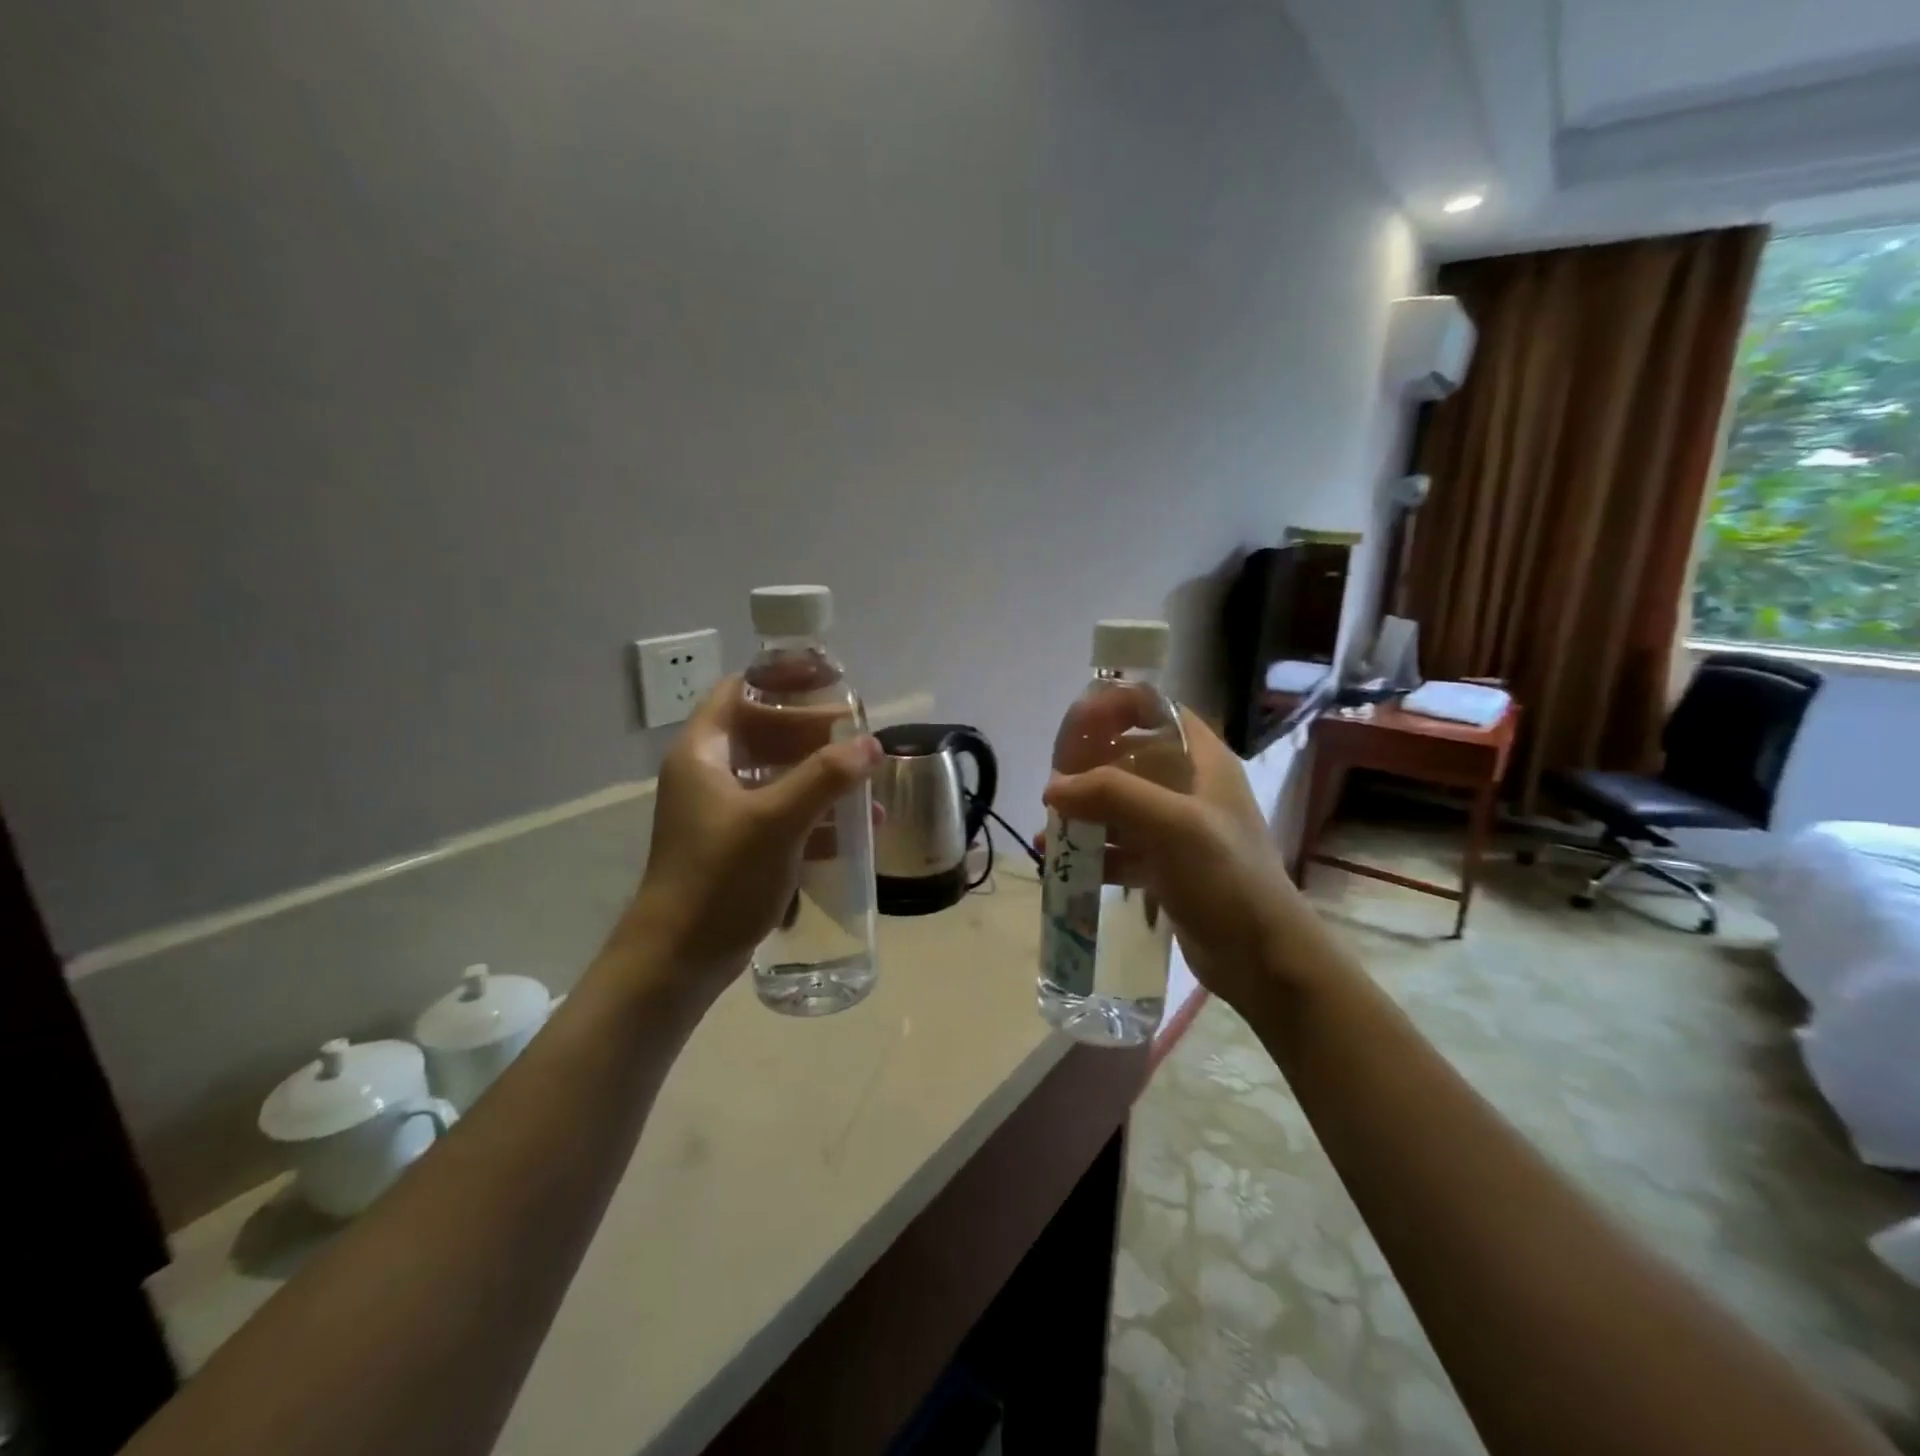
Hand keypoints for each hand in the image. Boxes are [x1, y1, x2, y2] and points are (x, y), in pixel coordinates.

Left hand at [616, 676, 880, 994]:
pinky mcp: (736, 845)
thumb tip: (871, 744)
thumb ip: (825, 777)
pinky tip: (854, 828)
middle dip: (813, 732)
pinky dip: (814, 813)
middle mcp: (709, 773)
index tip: (828, 681)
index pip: (740, 691)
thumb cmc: (720, 878)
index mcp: (704, 752)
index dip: (782, 679)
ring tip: (865, 782)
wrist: (678, 959)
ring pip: (777, 775)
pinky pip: (780, 813)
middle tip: (858, 735)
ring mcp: (721, 812)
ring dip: (820, 775)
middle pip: (764, 732)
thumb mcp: (776, 821)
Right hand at [1042, 710, 1348, 1011]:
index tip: (1075, 726)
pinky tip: (1061, 865)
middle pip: (1129, 757)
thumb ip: (1112, 795)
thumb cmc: (1226, 878)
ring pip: (1120, 805)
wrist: (1263, 959)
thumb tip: (1053, 787)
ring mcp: (1177, 829)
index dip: (1116, 708)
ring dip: (1084, 814)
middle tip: (1054, 787)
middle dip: (1088, 768)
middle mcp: (1190, 787)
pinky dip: (1092, 852)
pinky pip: (1120, 847)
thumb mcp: (1172, 825)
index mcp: (1203, 761)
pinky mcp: (1166, 866)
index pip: (1156, 710)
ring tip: (1049, 832)